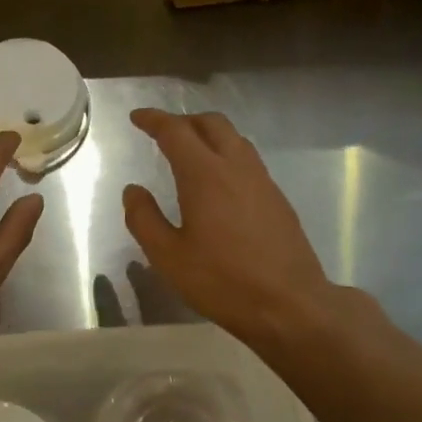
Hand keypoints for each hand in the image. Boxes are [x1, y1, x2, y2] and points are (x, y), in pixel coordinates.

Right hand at [122, 109, 349, 347]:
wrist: (288, 303)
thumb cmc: (221, 281)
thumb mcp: (168, 256)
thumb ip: (144, 219)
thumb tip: (133, 190)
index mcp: (205, 175)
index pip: (176, 132)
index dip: (154, 120)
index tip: (137, 118)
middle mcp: (236, 167)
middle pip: (212, 124)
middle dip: (184, 120)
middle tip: (163, 132)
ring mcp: (262, 181)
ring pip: (235, 139)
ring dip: (209, 135)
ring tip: (191, 151)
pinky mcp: (278, 199)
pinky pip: (248, 160)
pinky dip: (227, 155)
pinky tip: (219, 181)